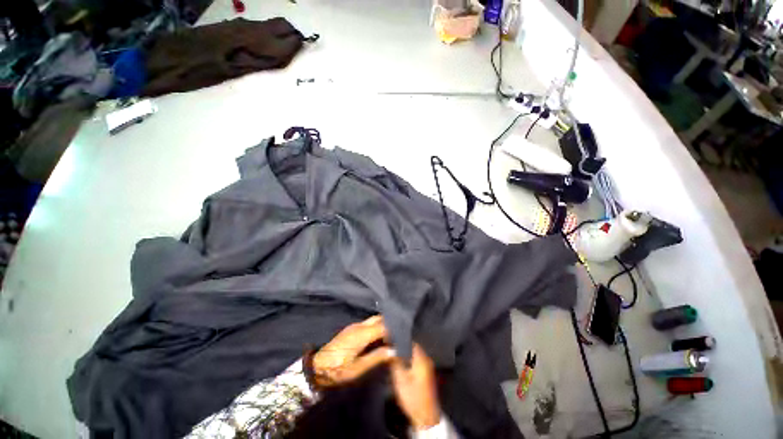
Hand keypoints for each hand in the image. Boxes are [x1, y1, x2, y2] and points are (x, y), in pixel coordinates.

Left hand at [311, 315, 395, 386]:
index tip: (404, 335)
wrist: (317, 367)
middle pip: (379, 319)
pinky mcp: (352, 329)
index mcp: (361, 334)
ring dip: (383, 325)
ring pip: (374, 320)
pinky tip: (381, 336)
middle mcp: (359, 326)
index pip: (383, 325)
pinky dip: (377, 327)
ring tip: (393, 335)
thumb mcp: (358, 368)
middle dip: (390, 323)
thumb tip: (394, 351)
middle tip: (400, 333)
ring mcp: (355, 326)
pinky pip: (368, 324)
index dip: (394, 329)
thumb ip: (377, 358)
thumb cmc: (337, 370)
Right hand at [390, 344, 440, 430]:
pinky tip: (400, 361)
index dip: (400, 339)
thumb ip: (395, 363)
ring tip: (393, 352)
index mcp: (421, 359)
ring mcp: (428, 366)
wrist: (426, 416)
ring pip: (415, 353)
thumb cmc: (413, 397)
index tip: (390, 338)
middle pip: (413, 346)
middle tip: (390, 345)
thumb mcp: (400, 380)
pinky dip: (409, 358)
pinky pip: (417, 359)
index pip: (411, 342)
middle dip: (402, 345)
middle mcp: (426, 359)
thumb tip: (390, 350)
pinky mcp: (426, 372)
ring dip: (405, 352)